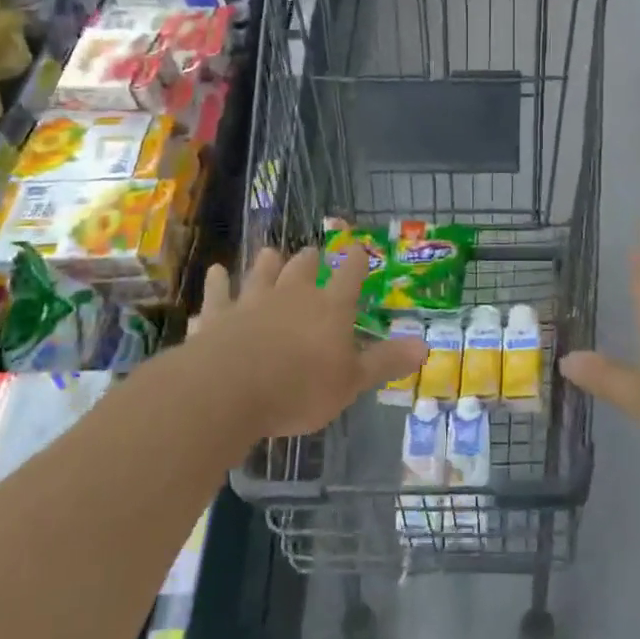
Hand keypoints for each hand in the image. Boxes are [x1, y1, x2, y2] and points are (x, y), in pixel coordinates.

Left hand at [194, 245, 427, 442]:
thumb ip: (385, 362)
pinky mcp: (216, 316)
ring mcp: (251, 302)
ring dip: (266, 263)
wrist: (230, 389)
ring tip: (270, 252)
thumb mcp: (352, 382)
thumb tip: (424, 346)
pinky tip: (216, 275)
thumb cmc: (300, 388)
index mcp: (330, 308)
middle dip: (310, 260)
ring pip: (261, 273)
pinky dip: (218, 283)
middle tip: (312, 253)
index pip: (350, 276)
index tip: (359, 249)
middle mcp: (292, 295)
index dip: (357, 261)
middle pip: (303, 269)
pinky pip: (218, 294)